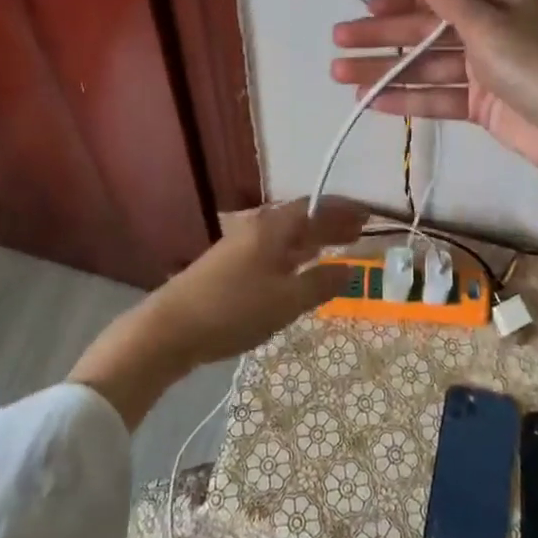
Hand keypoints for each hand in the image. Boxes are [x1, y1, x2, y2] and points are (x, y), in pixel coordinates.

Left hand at [69, 198, 367, 426]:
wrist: (169, 329)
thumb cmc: (233, 310)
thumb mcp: (285, 301)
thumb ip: (321, 284)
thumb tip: (354, 269)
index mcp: (273, 228)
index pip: (315, 208)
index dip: (342, 210)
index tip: (368, 215)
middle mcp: (257, 228)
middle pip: (300, 219)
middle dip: (330, 223)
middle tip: (359, 232)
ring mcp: (240, 246)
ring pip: (285, 235)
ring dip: (312, 239)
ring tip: (335, 247)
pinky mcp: (229, 266)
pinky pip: (273, 249)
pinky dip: (294, 253)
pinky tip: (297, 268)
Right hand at [329, 0, 537, 180]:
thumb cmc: (536, 64)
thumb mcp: (489, 23)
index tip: (366, 7)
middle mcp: (494, 27)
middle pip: (429, 28)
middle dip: (383, 35)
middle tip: (339, 40)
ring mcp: (488, 68)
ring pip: (428, 64)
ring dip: (387, 69)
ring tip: (341, 75)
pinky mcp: (484, 104)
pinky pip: (440, 95)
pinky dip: (408, 97)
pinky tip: (371, 101)